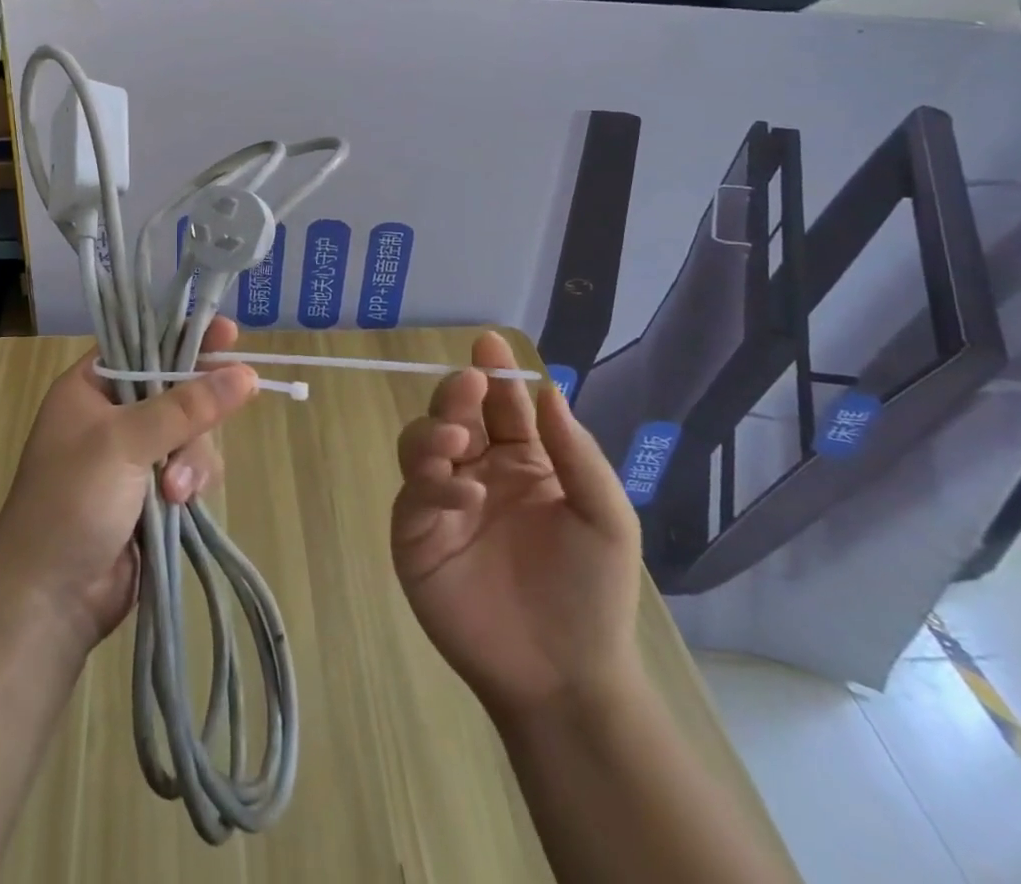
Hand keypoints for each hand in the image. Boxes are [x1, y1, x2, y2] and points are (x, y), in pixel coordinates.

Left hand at [0, 316, 257, 646]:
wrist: (49, 600)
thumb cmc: (71, 502)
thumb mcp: (124, 443)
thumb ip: (186, 406)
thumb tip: (246, 373)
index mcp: (90, 387)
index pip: (145, 345)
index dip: (186, 337)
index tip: (229, 334)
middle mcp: (113, 415)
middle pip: (178, 389)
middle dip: (194, 417)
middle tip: (210, 424)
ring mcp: (135, 456)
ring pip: (192, 433)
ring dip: (193, 459)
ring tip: (177, 491)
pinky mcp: (153, 492)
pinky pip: (192, 468)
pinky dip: (193, 482)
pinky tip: (182, 505)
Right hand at [391, 332, 643, 717]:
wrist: (566, 677)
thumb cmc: (592, 593)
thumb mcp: (605, 518)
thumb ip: (575, 453)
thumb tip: (549, 390)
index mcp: (521, 461)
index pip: (501, 404)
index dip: (494, 372)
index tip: (489, 343)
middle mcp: (476, 471)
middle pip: (452, 413)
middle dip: (456, 392)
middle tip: (468, 383)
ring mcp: (443, 502)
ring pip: (420, 444)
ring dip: (434, 432)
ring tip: (457, 442)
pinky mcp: (416, 535)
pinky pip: (414, 496)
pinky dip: (433, 487)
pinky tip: (464, 495)